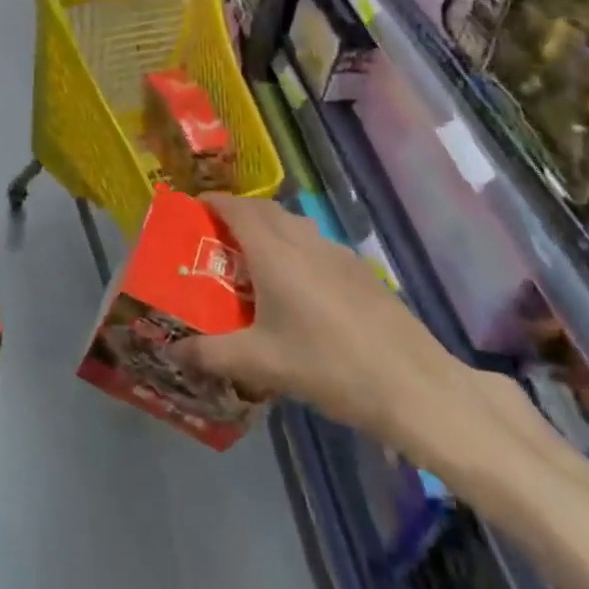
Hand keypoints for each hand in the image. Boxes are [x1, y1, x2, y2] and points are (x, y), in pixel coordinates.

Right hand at [173, 195, 475, 460]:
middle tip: (217, 236)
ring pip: (294, 224)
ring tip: (255, 261)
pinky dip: (296, 248)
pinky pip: (317, 244)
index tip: (192, 209)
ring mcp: (337, 253)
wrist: (414, 385)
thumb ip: (212, 355)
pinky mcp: (361, 271)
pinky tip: (301, 288)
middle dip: (238, 212)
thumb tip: (173, 352)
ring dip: (269, 229)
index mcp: (274, 253)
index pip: (236, 208)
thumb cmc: (329, 367)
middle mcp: (304, 241)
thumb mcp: (262, 365)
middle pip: (265, 210)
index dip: (212, 202)